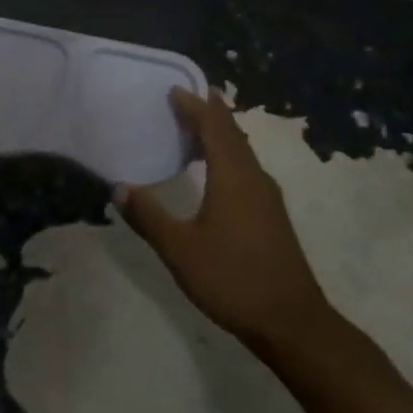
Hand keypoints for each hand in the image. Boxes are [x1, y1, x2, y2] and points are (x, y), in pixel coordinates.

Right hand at [117, 86, 333, 351]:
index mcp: (233, 176)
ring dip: (220, 134)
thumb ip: (149, 217)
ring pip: (242, 151)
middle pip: (231, 133)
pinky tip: (215, 172)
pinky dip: (227, 155)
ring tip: (196, 127)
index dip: (194, 106)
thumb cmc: (233, 279)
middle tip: (184, 98)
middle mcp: (253, 178)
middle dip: (209, 113)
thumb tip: (120, 188)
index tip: (174, 90)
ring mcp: (267, 197)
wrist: (292, 322)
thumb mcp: (180, 249)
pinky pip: (246, 168)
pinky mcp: (271, 215)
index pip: (214, 126)